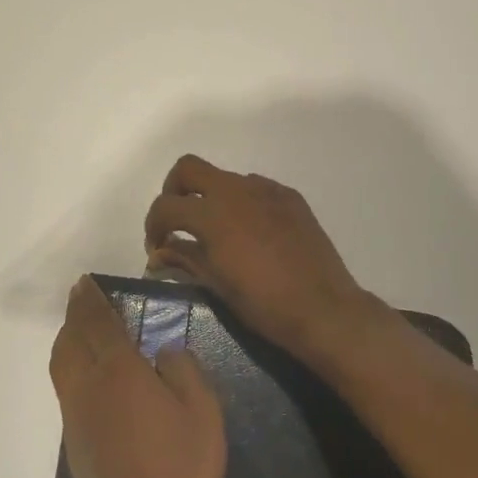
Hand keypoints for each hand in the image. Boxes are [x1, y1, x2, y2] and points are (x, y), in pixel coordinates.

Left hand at [49, 275, 226, 477]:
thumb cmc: (181, 470)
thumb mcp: (202, 412)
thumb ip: (183, 369)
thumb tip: (164, 350)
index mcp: (118, 371)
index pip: (97, 323)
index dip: (90, 300)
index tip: (85, 282)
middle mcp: (88, 387)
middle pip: (70, 340)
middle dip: (75, 315)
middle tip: (84, 298)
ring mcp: (76, 417)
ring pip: (62, 365)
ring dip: (68, 339)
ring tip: (82, 328)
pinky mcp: (74, 443)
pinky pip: (66, 387)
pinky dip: (71, 365)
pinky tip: (91, 373)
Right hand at [142, 154, 382, 367]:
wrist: (324, 308)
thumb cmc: (264, 304)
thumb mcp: (217, 285)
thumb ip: (185, 259)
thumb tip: (159, 254)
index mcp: (213, 214)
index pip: (166, 205)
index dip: (153, 226)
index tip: (158, 248)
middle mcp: (237, 191)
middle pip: (189, 169)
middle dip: (174, 191)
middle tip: (177, 222)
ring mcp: (267, 190)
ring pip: (225, 178)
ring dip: (210, 197)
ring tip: (216, 233)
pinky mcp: (290, 198)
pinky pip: (255, 189)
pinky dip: (241, 203)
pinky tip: (250, 233)